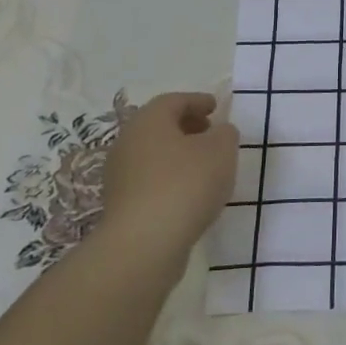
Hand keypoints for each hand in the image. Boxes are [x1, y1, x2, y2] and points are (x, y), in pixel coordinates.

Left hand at [98, 92, 238, 255]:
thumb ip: (225, 134)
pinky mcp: (122, 204)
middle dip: (187, 126)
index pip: (173, 101)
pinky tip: (190, 192)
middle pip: (159, 126)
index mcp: (148, 121)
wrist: (145, 243)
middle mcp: (127, 142)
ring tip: (205, 165)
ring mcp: (120, 175)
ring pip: (153, 154)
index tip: (216, 107)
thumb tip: (218, 133)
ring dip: (178, 154)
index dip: (197, 101)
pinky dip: (170, 177)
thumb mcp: (221, 150)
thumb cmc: (186, 184)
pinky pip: (150, 180)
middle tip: (211, 132)